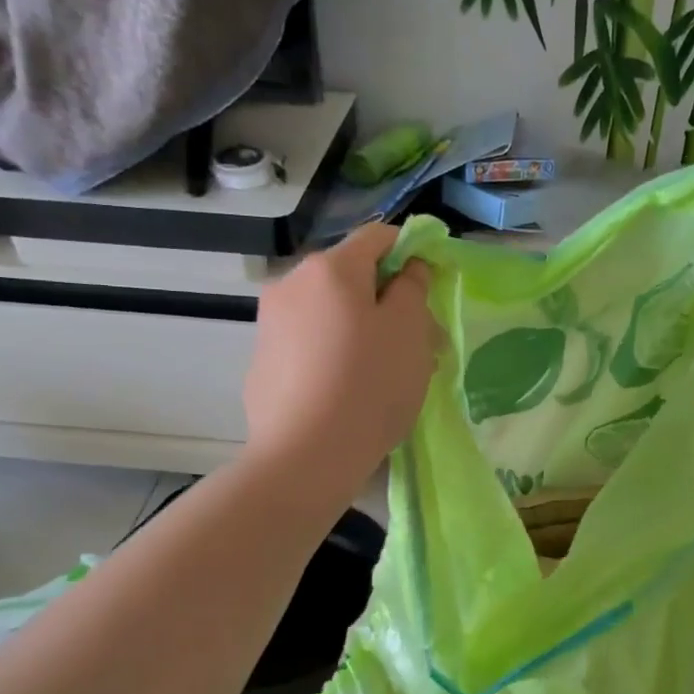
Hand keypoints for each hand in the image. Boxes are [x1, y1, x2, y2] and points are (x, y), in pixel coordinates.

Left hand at [243, 222, 437, 496]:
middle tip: (417, 341)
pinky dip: (333, 351)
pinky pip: (309, 342)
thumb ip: (413, 287)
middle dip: (386, 299)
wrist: (305, 456)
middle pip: (351, 277)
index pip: (378, 237)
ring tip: (384, 371)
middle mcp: (291, 283)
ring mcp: (270, 323)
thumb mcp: (410, 331)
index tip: (431, 286)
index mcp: (331, 268)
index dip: (411, 252)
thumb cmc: (369, 386)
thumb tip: (407, 269)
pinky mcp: (262, 361)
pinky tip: (346, 389)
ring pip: (329, 311)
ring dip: (360, 327)